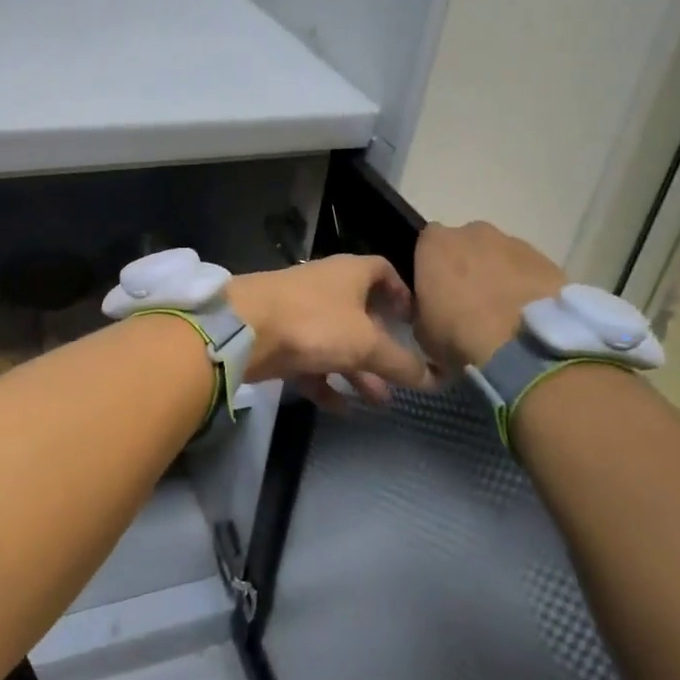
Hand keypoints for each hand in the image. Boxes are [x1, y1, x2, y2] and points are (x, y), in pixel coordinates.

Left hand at [228, 256, 432, 404]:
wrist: (244, 328)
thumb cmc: (314, 322)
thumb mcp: (366, 344)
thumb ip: (401, 362)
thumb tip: (435, 377)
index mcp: (350, 273)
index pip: (384, 271)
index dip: (402, 293)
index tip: (415, 321)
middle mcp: (326, 287)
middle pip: (361, 313)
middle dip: (382, 345)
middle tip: (401, 373)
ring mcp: (300, 312)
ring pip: (337, 341)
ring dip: (358, 370)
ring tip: (379, 402)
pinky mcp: (280, 338)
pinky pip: (311, 361)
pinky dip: (326, 382)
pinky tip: (341, 408)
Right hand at [414, 222, 567, 376]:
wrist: (525, 350)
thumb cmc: (459, 337)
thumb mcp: (421, 329)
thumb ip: (422, 307)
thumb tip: (429, 307)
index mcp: (436, 244)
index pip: (425, 243)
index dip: (430, 266)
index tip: (434, 292)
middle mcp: (474, 232)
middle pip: (465, 244)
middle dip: (466, 267)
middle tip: (469, 303)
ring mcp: (514, 243)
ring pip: (499, 255)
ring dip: (498, 275)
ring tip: (503, 314)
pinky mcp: (547, 261)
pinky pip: (528, 270)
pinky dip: (525, 286)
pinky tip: (527, 315)